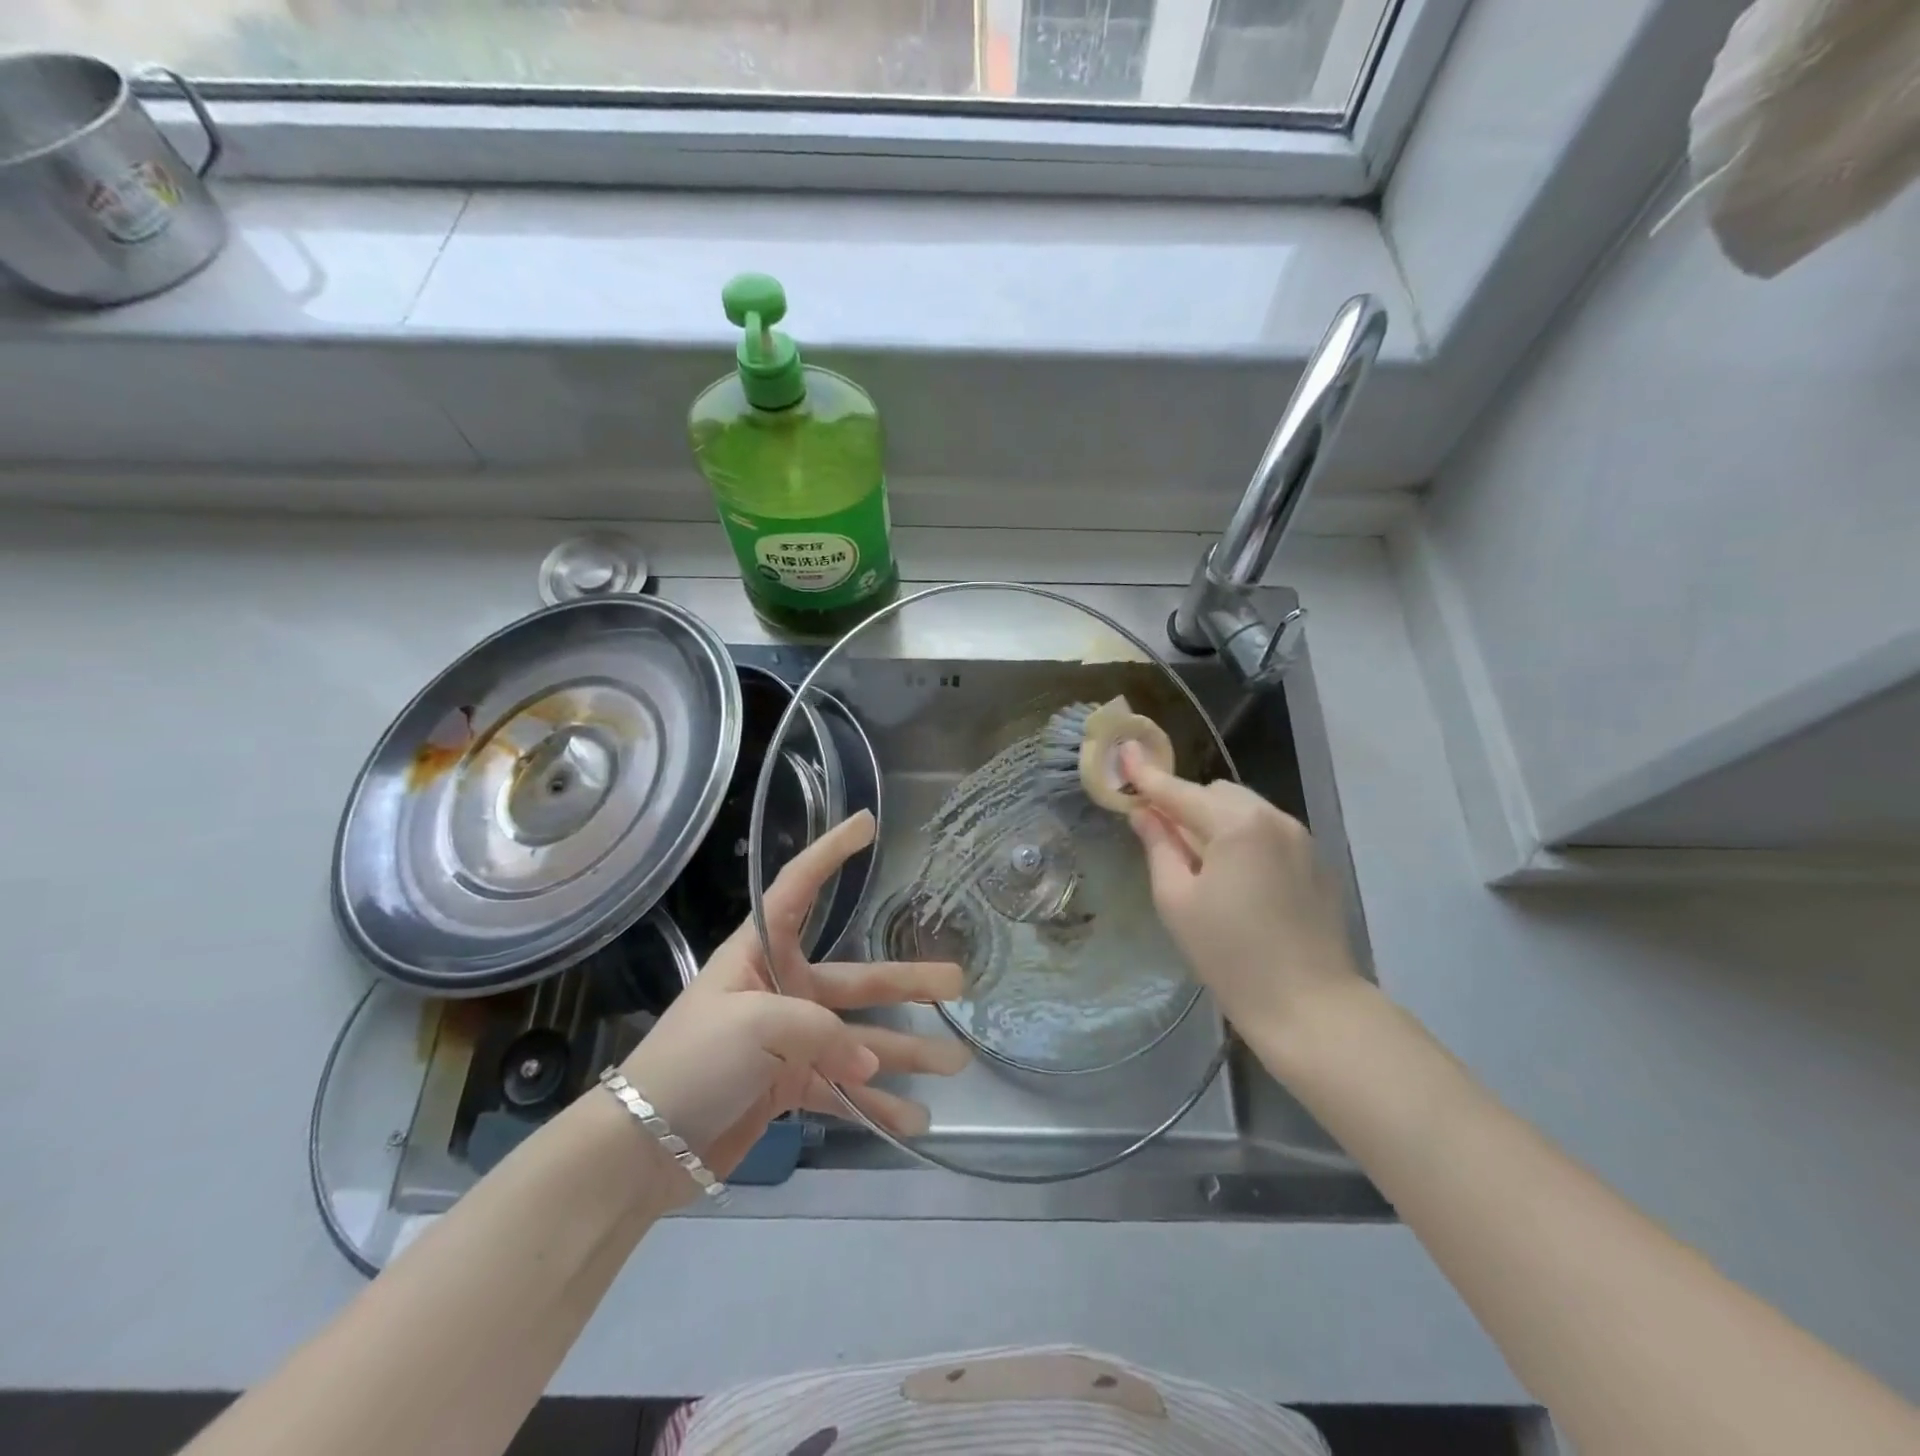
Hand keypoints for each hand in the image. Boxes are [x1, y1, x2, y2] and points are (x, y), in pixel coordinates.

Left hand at [618, 810, 968, 1190]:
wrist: (642, 1147)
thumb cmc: (692, 1061)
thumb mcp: (753, 1025)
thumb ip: (821, 1033)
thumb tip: (870, 1060)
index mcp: (761, 954)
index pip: (798, 888)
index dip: (831, 852)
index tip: (868, 824)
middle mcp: (782, 989)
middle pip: (856, 979)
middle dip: (908, 982)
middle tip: (958, 981)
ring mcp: (790, 1040)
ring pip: (860, 1040)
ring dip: (906, 1053)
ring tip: (955, 1063)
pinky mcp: (790, 1086)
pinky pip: (843, 1090)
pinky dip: (875, 1106)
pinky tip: (913, 1121)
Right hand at [1122, 745, 1362, 1052]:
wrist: (1310, 1006)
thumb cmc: (1230, 955)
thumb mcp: (1177, 901)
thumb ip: (1158, 846)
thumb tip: (1144, 813)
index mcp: (1237, 824)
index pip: (1180, 792)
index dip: (1148, 775)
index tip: (1124, 752)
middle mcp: (1274, 818)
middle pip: (1216, 794)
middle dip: (1186, 806)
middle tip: (1164, 840)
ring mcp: (1301, 838)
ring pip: (1244, 810)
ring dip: (1216, 822)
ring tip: (1203, 866)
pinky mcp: (1316, 861)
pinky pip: (1268, 832)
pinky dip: (1243, 839)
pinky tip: (1239, 882)